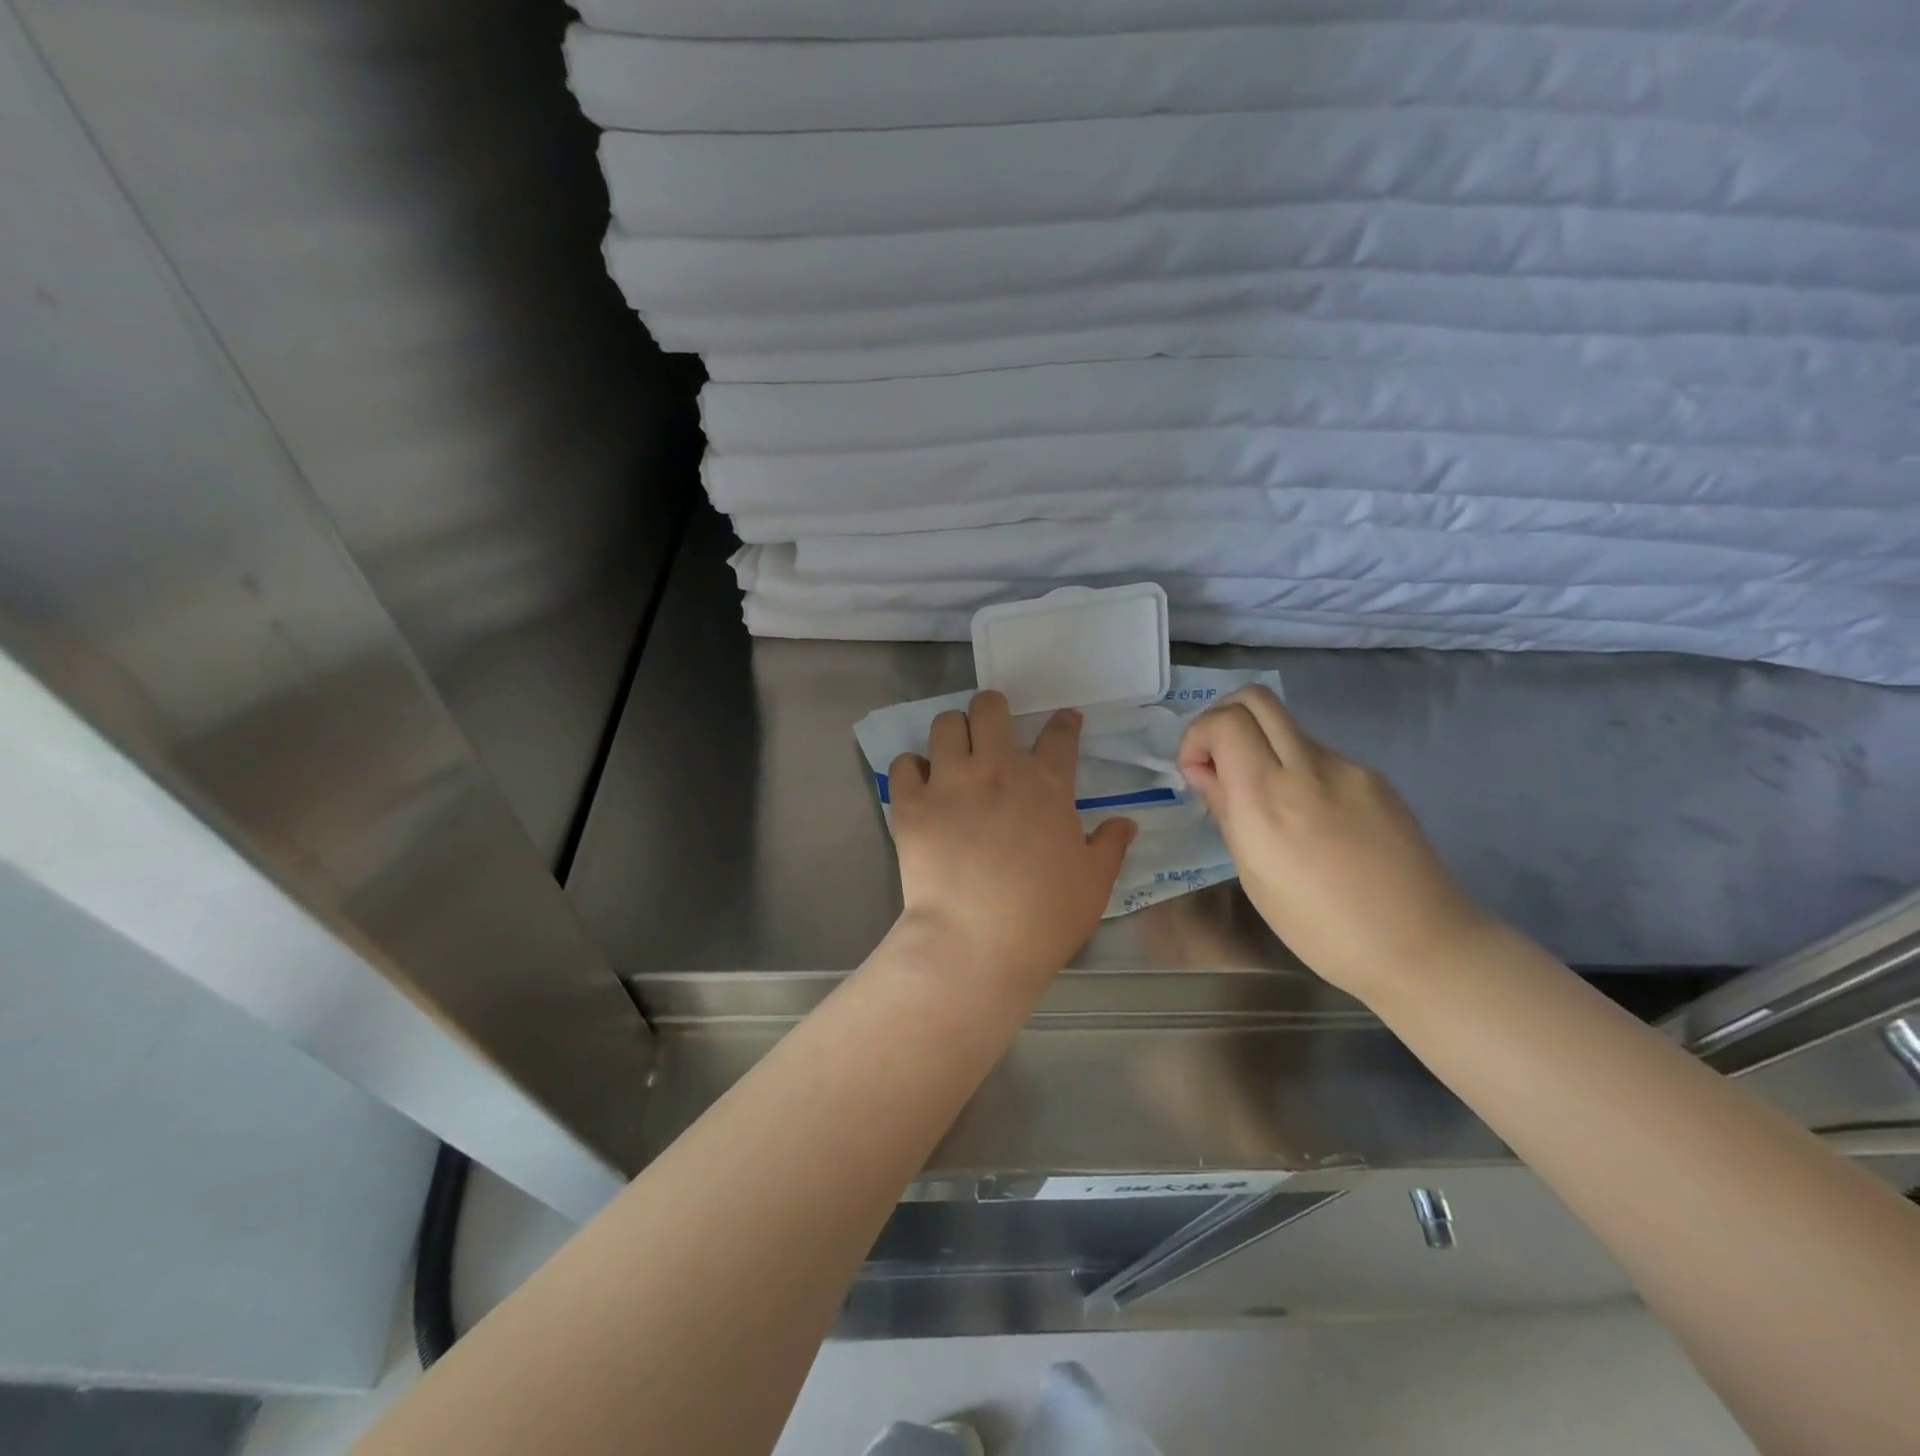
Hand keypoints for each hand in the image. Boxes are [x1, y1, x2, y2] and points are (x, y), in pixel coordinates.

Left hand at [887, 691, 1136, 991]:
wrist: (976, 943)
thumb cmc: (1044, 916)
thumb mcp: (1094, 883)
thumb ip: (1110, 846)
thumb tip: (1126, 822)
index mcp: (1046, 785)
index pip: (1060, 734)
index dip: (1065, 723)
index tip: (1065, 721)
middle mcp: (996, 770)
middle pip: (990, 708)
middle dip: (993, 708)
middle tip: (993, 728)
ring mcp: (950, 783)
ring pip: (944, 725)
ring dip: (952, 732)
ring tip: (955, 752)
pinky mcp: (911, 805)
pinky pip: (903, 765)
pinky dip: (912, 769)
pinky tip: (920, 784)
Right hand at [1177, 686, 1487, 998]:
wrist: (1419, 945)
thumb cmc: (1318, 926)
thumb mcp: (1252, 872)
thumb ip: (1225, 810)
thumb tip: (1205, 772)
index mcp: (1267, 799)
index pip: (1224, 722)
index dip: (1198, 735)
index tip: (1198, 772)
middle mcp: (1307, 770)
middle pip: (1255, 699)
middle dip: (1224, 719)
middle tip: (1221, 762)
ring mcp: (1347, 769)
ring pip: (1287, 727)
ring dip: (1262, 747)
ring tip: (1268, 800)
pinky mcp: (1375, 778)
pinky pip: (1320, 755)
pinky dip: (1298, 769)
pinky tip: (1311, 818)